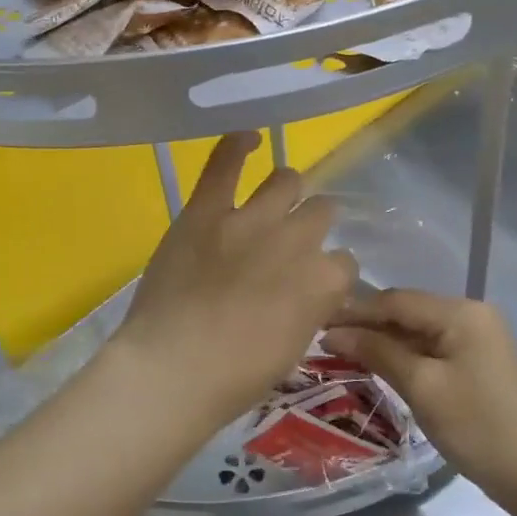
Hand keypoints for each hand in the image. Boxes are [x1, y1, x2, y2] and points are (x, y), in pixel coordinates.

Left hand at [113, 132, 357, 430]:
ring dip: (285, 193)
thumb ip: (310, 308)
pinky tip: (247, 137)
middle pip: (320, 212)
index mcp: (323, 281)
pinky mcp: (207, 210)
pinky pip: (225, 163)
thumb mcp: (293, 349)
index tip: (309, 286)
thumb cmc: (235, 378)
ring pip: (287, 180)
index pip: (343, 262)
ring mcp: (251, 219)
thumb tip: (311, 291)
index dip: (326, 274)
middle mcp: (297, 240)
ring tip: (272, 204)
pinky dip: (237, 145)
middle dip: (310, 228)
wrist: (173, 370)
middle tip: (286, 247)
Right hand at [324, 290, 516, 510]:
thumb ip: (377, 352)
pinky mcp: (476, 361)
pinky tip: (377, 364)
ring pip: (416, 330)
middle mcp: (470, 314)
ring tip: (342, 352)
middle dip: (366, 324)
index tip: (316, 322)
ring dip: (382, 340)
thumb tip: (333, 333)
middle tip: (323, 340)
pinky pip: (430, 347)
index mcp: (461, 312)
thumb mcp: (422, 387)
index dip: (354, 311)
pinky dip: (402, 354)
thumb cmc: (477, 427)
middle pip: (406, 311)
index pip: (396, 300)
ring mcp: (476, 337)